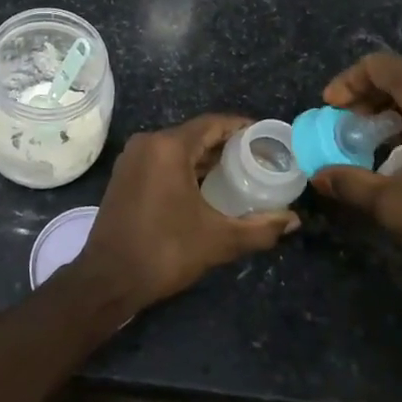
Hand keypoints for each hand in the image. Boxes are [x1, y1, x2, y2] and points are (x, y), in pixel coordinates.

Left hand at [74, 115, 299, 312]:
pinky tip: (207, 188)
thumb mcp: (218, 240)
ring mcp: (132, 158)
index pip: (214, 123)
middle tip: (259, 161)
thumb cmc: (164, 251)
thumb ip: (260, 228)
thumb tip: (293, 220)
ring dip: (206, 159)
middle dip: (227, 145)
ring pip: (178, 148)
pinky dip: (185, 168)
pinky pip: (162, 160)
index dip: (243, 128)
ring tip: (239, 174)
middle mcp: (148, 143)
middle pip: (196, 134)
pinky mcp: (125, 175)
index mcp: (168, 147)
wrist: (108, 278)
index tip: (268, 139)